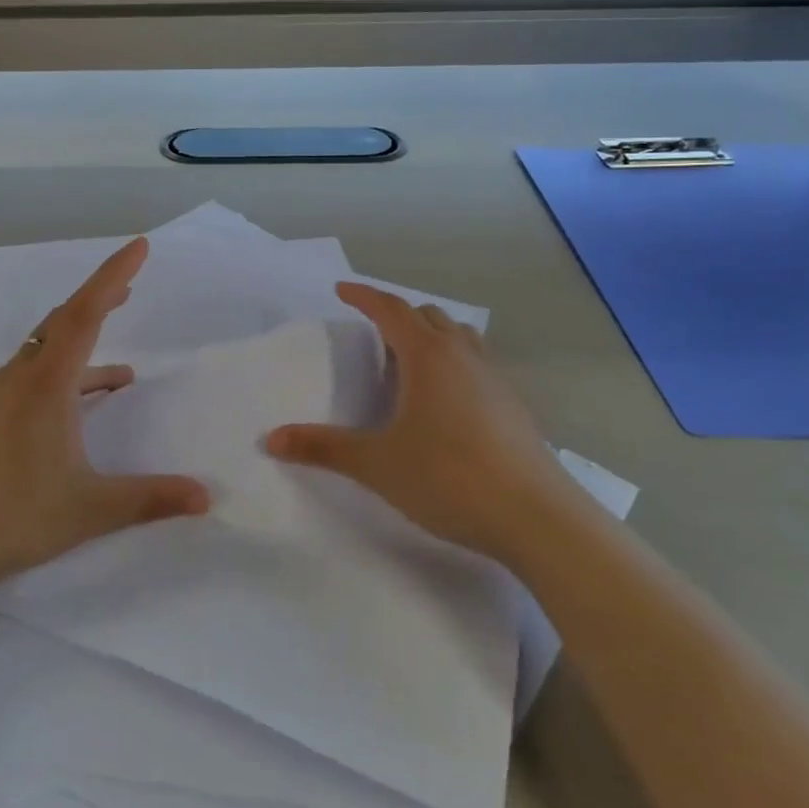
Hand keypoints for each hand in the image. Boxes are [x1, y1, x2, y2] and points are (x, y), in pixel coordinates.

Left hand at [0, 237, 210, 598]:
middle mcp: (16, 379)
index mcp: (46, 386)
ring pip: (41, 355)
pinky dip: (57, 382)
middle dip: (98, 302)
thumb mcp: (87, 511)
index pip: (85, 314)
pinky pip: (24, 381)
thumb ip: (148, 498)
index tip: (139, 246)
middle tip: (129, 290)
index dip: (113, 276)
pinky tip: (68, 416)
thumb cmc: (8, 518)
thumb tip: (206, 496)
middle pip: (62, 323)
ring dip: (80, 350)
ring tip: (120, 375)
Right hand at [266, 283, 574, 560]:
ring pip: (458, 337)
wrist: (536, 517)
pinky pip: (476, 363)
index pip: (391, 310)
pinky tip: (444, 401)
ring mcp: (495, 379)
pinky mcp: (514, 405)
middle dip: (396, 316)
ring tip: (407, 362)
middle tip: (371, 334)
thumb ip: (323, 447)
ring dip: (429, 336)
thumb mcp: (376, 463)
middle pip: (427, 316)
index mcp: (427, 356)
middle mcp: (463, 356)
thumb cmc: (448, 477)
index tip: (341, 290)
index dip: (363, 296)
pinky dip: (452, 362)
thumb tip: (271, 439)